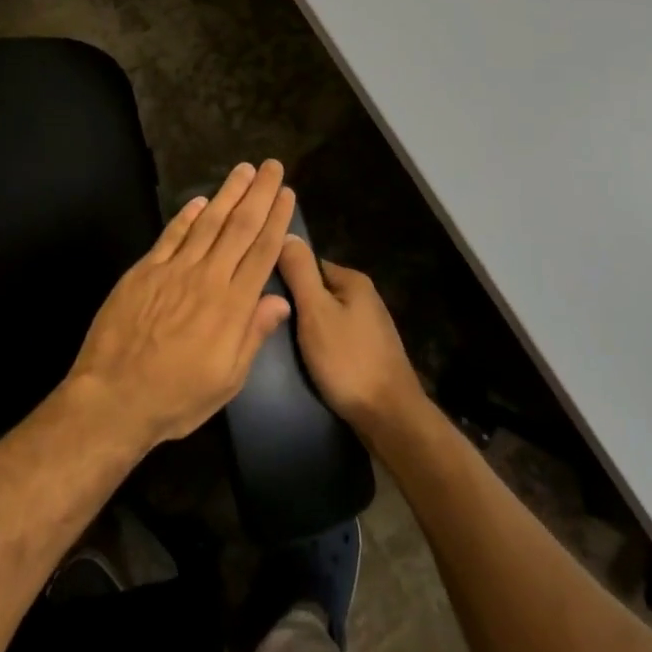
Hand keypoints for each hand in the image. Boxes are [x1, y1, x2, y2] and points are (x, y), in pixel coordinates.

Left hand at [67, 161, 296, 451]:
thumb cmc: (175, 398)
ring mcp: (173, 270)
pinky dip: (187, 215)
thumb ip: (253, 335)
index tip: (287, 194)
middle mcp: (206, 278)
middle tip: (273, 167)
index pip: (261, 253)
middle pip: (239, 227)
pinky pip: (171, 235)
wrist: (113, 397)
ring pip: (207, 223)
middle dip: (258, 194)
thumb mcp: (227, 381)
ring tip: (243, 170)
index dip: (276, 220)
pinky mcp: (144, 271)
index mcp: (232, 307)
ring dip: (227, 193)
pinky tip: (200, 200)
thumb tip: (280, 300)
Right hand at [277, 238, 425, 443]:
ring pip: (325, 316)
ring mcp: (369, 326)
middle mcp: (364, 297)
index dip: (284, 277)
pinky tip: (307, 360)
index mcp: (353, 280)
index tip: (262, 295)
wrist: (390, 418)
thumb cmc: (348, 360)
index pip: (308, 264)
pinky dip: (321, 346)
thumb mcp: (315, 311)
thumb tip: (286, 232)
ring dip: (306, 327)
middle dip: (294, 305)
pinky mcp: (369, 353)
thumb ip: (300, 272)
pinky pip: (335, 338)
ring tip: (282, 344)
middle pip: (317, 290)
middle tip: (268, 322)